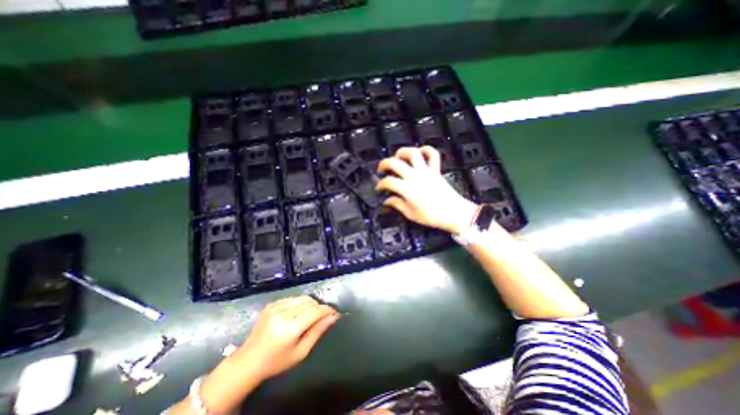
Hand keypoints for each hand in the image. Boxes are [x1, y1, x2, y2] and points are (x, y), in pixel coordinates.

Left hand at [235, 297, 337, 380]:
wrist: (248, 361)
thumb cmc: (277, 361)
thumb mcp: (301, 352)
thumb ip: (318, 332)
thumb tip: (334, 317)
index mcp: (289, 328)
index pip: (315, 311)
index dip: (327, 310)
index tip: (335, 313)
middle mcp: (282, 313)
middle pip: (310, 302)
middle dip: (320, 307)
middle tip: (323, 316)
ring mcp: (275, 306)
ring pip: (302, 298)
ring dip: (311, 304)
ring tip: (311, 315)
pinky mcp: (271, 304)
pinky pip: (293, 298)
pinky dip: (300, 303)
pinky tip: (297, 313)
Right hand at [376, 148, 480, 234]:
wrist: (453, 213)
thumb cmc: (432, 216)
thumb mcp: (411, 214)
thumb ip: (397, 205)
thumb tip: (387, 200)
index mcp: (407, 189)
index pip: (388, 182)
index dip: (381, 184)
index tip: (379, 188)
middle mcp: (415, 177)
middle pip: (395, 163)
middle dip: (384, 164)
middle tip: (382, 169)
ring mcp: (426, 171)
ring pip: (413, 153)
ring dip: (403, 152)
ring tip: (398, 156)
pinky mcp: (435, 170)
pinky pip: (432, 154)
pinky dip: (426, 149)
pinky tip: (420, 152)